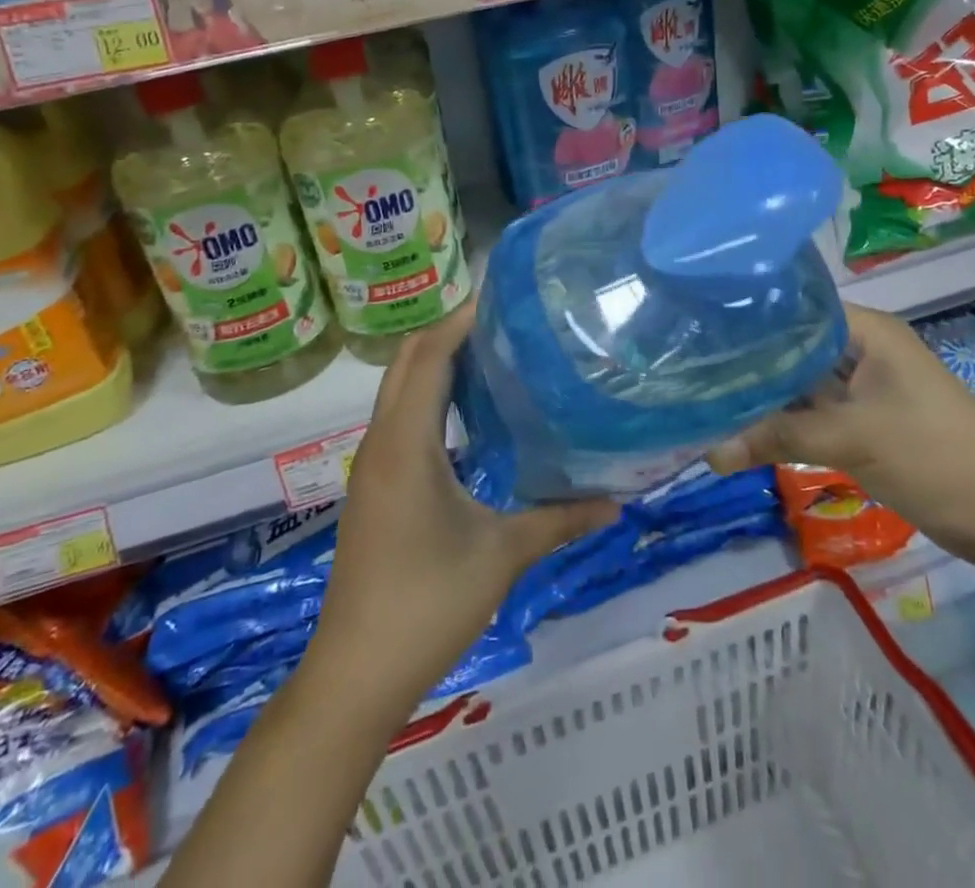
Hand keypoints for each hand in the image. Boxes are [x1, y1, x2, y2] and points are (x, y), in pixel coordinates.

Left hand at [310, 298, 619, 710]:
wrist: (356, 674)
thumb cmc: (427, 604)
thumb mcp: (502, 555)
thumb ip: (560, 520)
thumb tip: (618, 501)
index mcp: (406, 442)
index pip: (428, 356)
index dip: (461, 321)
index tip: (505, 300)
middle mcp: (381, 441)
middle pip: (407, 362)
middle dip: (450, 333)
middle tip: (507, 323)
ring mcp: (372, 464)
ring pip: (400, 389)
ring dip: (438, 363)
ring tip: (495, 355)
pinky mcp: (374, 486)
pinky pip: (400, 417)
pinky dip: (430, 396)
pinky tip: (470, 413)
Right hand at [706, 304, 974, 570]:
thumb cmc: (932, 456)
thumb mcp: (851, 440)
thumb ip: (776, 438)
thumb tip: (708, 453)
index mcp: (868, 331)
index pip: (797, 308)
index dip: (753, 317)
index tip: (703, 329)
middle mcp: (863, 349)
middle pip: (795, 346)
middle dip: (751, 360)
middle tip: (694, 365)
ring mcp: (864, 387)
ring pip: (802, 381)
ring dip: (766, 394)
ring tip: (707, 393)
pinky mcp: (864, 420)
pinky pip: (813, 411)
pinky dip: (785, 420)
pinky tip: (743, 425)